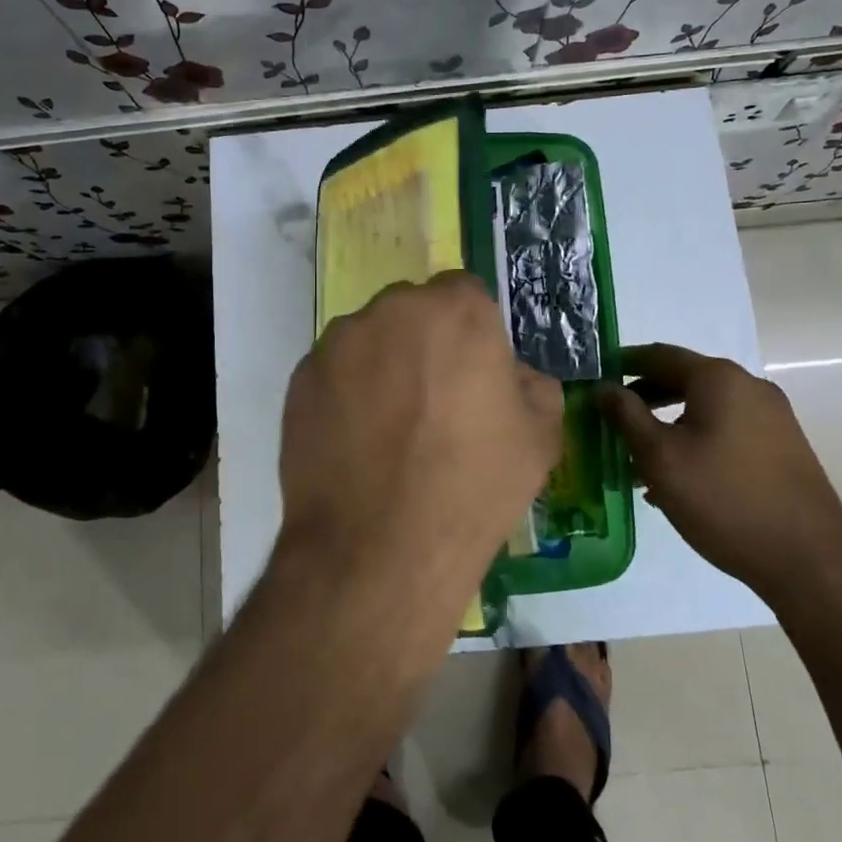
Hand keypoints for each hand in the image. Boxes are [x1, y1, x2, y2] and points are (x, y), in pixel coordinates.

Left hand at [276, 271, 563, 629]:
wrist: (378, 549)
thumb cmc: (472, 488)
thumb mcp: (540, 438)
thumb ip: (534, 386)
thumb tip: (513, 375)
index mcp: (456, 311)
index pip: (466, 292)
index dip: (472, 329)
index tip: (474, 369)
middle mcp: (393, 310)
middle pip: (413, 310)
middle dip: (425, 340)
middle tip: (432, 399)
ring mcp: (339, 342)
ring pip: (369, 338)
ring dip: (382, 364)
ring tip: (388, 428)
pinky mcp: (301, 378)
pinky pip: (334, 372)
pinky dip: (346, 393)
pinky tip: (355, 443)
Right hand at [598, 343, 841, 604]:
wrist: (810, 561)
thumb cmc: (723, 499)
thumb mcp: (660, 457)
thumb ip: (627, 415)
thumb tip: (604, 387)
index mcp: (718, 378)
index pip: (659, 354)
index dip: (623, 364)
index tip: (596, 379)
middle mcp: (749, 386)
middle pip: (684, 379)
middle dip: (644, 398)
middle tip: (612, 422)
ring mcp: (772, 416)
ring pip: (705, 408)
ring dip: (669, 424)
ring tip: (640, 459)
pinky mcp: (783, 446)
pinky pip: (728, 429)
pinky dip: (697, 440)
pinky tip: (680, 479)